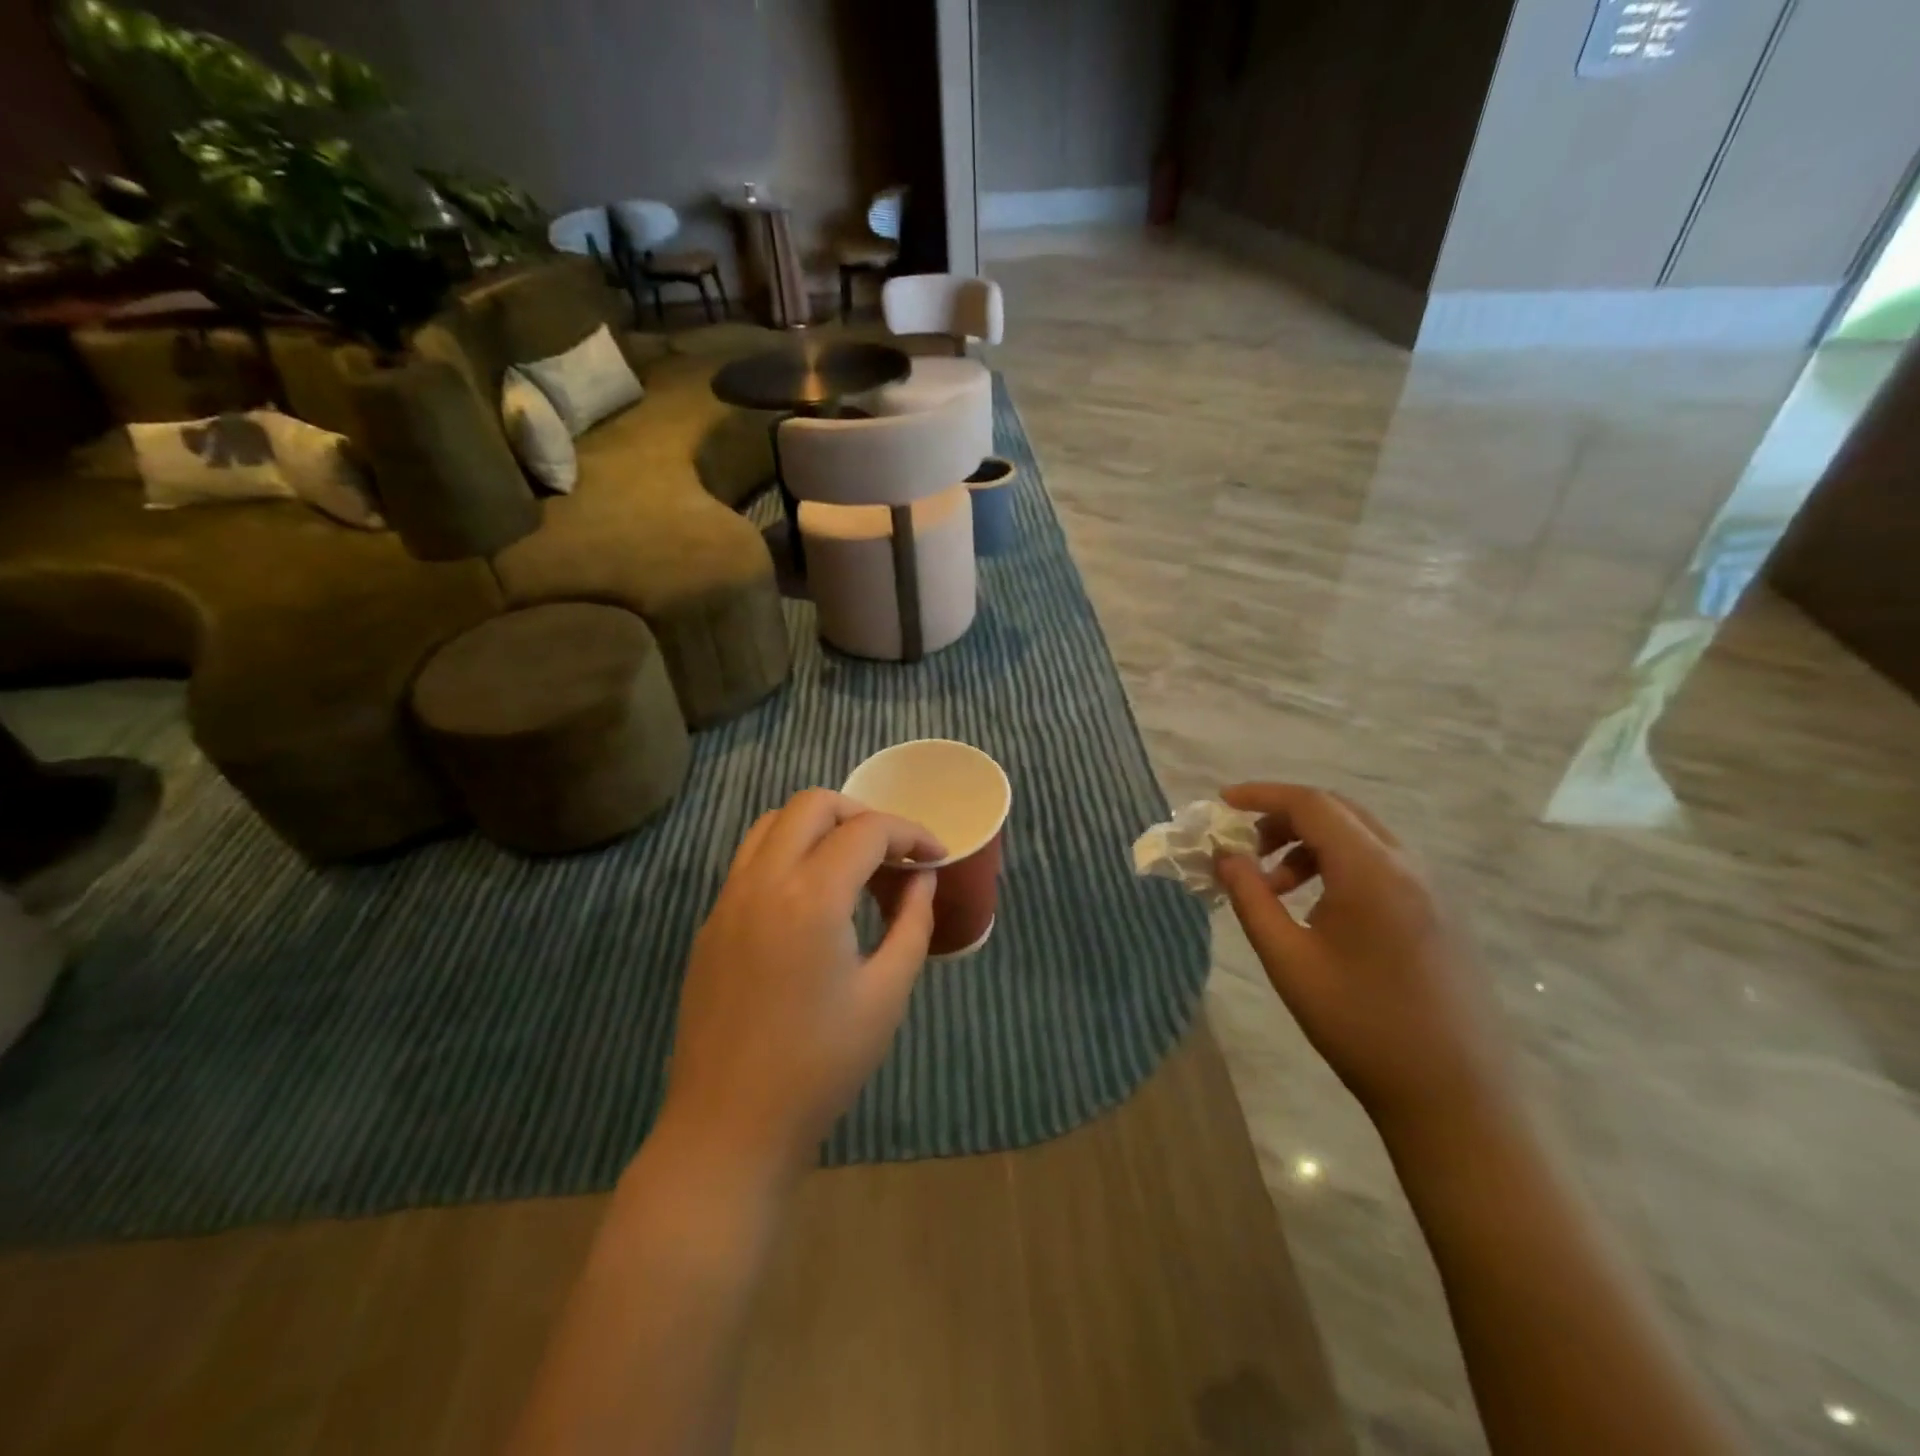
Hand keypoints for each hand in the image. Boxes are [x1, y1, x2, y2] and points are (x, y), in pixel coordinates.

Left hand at [661, 790, 942, 1181]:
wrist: (730, 1127)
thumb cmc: (821, 1066)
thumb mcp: (886, 994)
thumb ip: (912, 923)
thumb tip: (923, 878)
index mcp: (811, 898)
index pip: (867, 831)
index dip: (911, 834)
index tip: (936, 856)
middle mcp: (762, 881)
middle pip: (813, 804)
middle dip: (862, 814)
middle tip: (893, 852)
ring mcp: (728, 899)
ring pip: (773, 823)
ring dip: (819, 826)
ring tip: (853, 864)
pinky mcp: (711, 923)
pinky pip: (751, 859)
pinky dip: (788, 852)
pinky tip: (812, 896)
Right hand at [1214, 783, 1514, 1139]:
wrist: (1455, 1096)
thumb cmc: (1360, 1026)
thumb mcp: (1289, 961)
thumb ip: (1251, 899)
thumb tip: (1225, 856)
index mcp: (1372, 871)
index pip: (1310, 804)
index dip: (1261, 795)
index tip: (1222, 804)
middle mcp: (1408, 866)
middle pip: (1337, 811)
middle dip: (1283, 818)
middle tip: (1245, 848)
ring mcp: (1431, 889)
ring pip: (1360, 837)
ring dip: (1310, 845)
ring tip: (1275, 890)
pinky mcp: (1440, 912)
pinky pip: (1381, 864)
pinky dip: (1338, 865)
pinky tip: (1319, 910)